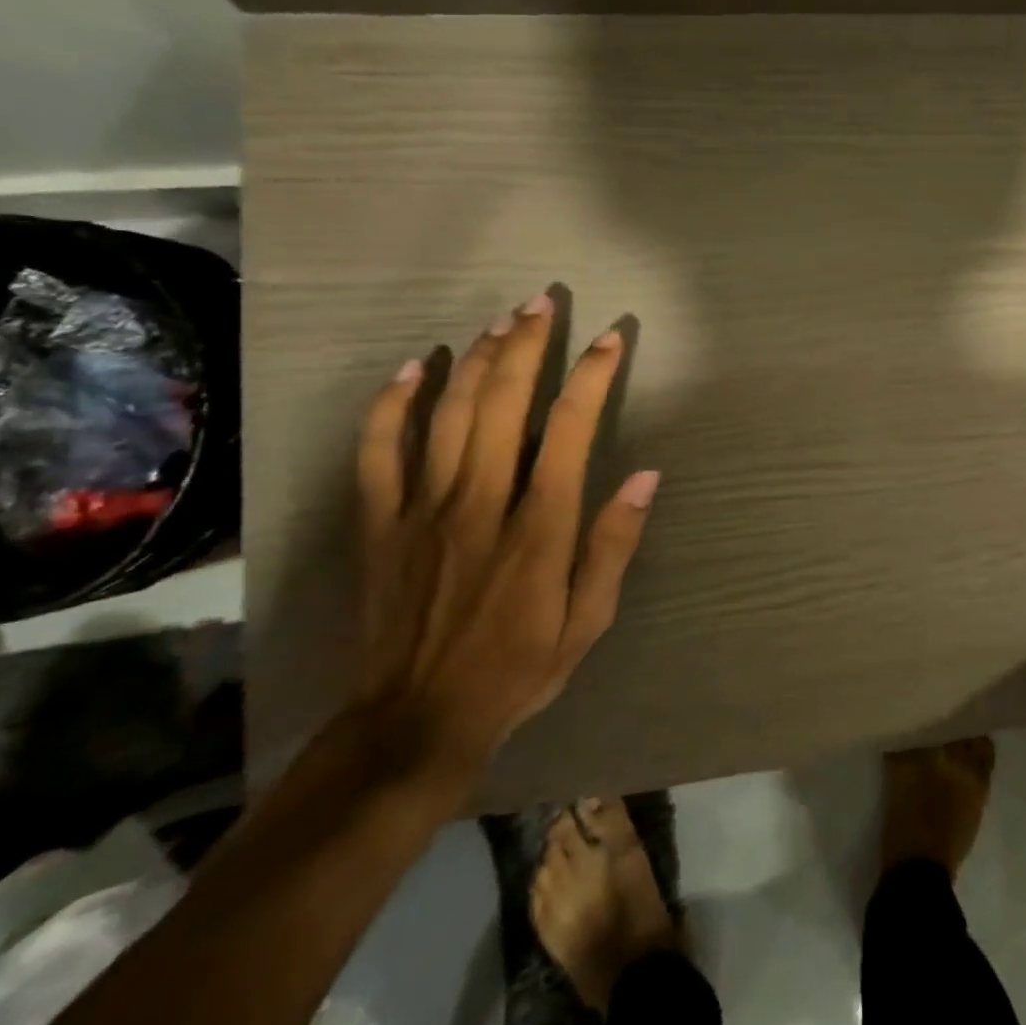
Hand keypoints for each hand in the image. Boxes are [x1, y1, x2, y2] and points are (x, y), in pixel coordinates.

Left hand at [349, 294, 659, 777]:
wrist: (416, 722)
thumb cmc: (517, 669)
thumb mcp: (588, 621)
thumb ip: (614, 545)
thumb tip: (646, 477)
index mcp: (539, 529)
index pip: (570, 431)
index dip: (592, 378)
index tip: (610, 340)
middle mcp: (480, 504)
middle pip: (503, 405)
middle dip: (527, 345)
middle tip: (543, 302)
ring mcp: (423, 510)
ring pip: (448, 415)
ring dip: (477, 360)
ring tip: (501, 320)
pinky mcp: (381, 524)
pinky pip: (379, 452)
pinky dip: (393, 404)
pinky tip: (415, 368)